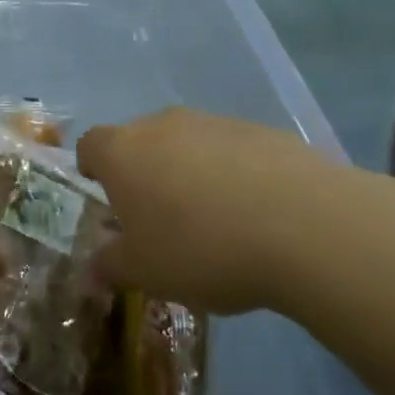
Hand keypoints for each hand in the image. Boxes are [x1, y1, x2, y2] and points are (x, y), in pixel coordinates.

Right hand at [77, 108, 394, 316]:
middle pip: (139, 141)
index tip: (106, 198)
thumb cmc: (201, 248)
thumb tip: (93, 269)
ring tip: (213, 220)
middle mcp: (162, 125)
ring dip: (189, 172)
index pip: (90, 145)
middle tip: (158, 218)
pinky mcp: (262, 131)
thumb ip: (111, 265)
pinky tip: (255, 213)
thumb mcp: (145, 272)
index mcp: (122, 151)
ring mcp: (215, 122)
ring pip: (187, 143)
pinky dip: (233, 173)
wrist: (304, 226)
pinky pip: (232, 151)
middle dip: (143, 173)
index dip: (92, 169)